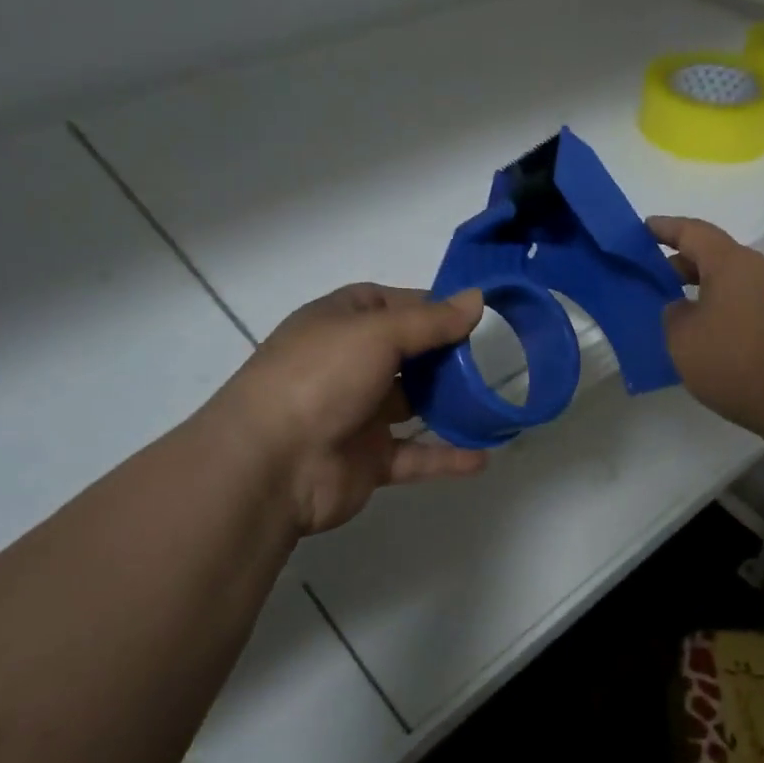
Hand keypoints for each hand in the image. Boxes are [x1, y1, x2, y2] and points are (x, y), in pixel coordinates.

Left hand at [206, 284, 488, 538]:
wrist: (270, 464)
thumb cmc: (321, 378)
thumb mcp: (378, 334)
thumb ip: (431, 321)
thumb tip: (477, 298)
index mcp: (341, 323)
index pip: (391, 304)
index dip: (431, 306)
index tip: (473, 313)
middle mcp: (349, 364)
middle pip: (407, 353)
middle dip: (447, 355)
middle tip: (491, 357)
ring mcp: (358, 413)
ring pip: (414, 404)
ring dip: (449, 404)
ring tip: (493, 402)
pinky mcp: (368, 459)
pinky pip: (415, 455)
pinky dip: (446, 456)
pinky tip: (483, 456)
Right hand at [650, 215, 763, 450]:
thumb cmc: (738, 361)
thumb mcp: (683, 340)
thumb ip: (673, 315)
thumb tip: (683, 308)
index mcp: (730, 263)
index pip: (692, 232)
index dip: (664, 228)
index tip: (642, 229)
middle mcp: (759, 269)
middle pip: (714, 256)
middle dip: (680, 264)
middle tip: (650, 279)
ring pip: (731, 282)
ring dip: (702, 291)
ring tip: (674, 311)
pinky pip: (745, 304)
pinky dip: (721, 310)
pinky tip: (706, 337)